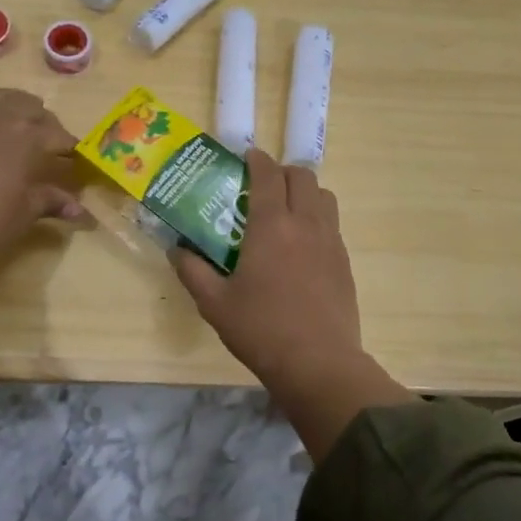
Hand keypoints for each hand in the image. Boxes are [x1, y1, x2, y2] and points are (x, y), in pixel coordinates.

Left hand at [0, 90, 88, 334]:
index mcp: (29, 137)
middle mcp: (0, 115)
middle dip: (43, 124)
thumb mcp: (23, 214)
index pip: (59, 136)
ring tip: (12, 126)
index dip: (69, 149)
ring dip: (10, 108)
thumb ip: (51, 202)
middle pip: (31, 108)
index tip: (74, 161)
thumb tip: (79, 210)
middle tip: (45, 146)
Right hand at [172, 150, 359, 379]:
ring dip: (304, 191)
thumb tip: (176, 250)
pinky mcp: (344, 262)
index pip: (268, 175)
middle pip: (302, 176)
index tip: (246, 157)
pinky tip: (302, 243)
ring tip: (285, 209)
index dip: (257, 160)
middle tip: (263, 185)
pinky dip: (317, 217)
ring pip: (323, 196)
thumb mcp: (214, 303)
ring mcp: (330, 241)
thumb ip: (192, 271)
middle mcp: (305, 224)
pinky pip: (332, 223)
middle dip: (282, 171)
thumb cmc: (261, 329)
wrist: (319, 363)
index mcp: (272, 226)